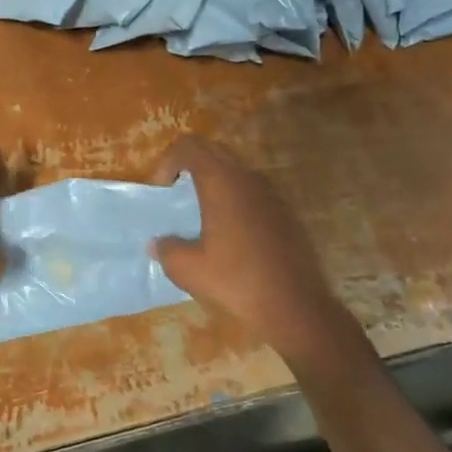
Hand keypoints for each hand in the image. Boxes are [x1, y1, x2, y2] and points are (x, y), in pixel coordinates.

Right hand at [153, 136, 351, 364]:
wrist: (294, 304)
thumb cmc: (236, 281)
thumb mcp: (188, 269)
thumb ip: (167, 250)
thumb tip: (158, 244)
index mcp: (221, 182)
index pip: (189, 146)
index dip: (168, 161)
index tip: (163, 190)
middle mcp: (247, 178)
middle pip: (213, 150)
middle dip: (189, 164)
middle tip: (177, 192)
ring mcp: (271, 193)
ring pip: (236, 168)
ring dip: (214, 179)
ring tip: (202, 211)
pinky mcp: (285, 211)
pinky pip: (252, 189)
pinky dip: (234, 196)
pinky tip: (230, 231)